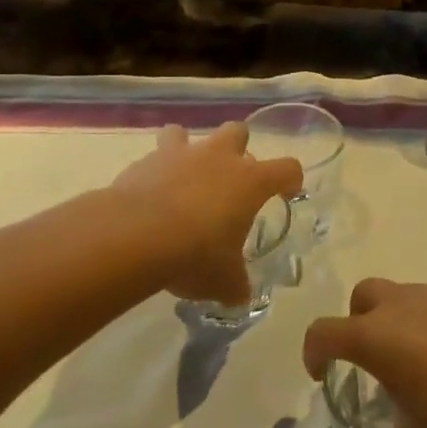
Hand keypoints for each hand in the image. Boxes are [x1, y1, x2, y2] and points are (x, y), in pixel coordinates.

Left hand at [111, 124, 301, 304]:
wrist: (135, 237)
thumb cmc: (195, 254)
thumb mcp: (224, 280)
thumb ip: (235, 284)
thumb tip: (239, 295)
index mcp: (251, 182)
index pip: (287, 168)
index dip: (291, 180)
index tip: (287, 193)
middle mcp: (219, 158)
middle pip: (238, 131)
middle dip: (238, 148)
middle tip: (230, 177)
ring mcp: (180, 155)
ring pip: (187, 133)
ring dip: (188, 149)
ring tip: (183, 175)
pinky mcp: (144, 162)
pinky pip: (153, 157)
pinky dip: (154, 172)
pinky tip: (150, 194)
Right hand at [304, 280, 426, 427]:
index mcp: (374, 337)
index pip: (324, 332)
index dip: (314, 351)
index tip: (321, 373)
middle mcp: (400, 306)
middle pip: (362, 296)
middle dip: (356, 321)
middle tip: (370, 358)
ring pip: (402, 296)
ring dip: (398, 321)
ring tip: (417, 361)